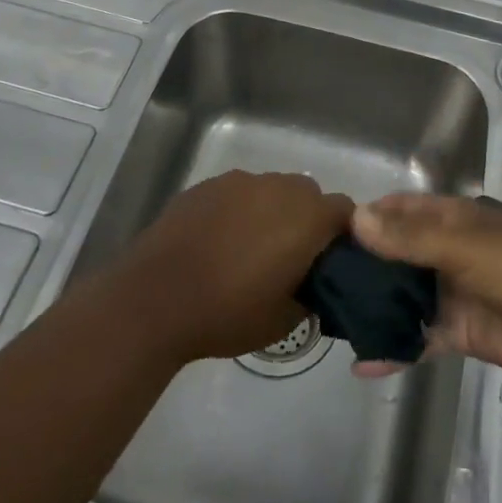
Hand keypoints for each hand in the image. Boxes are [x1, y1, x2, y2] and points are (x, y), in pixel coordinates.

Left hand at [119, 170, 353, 362]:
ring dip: (272, 212)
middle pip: (309, 194)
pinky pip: (238, 193)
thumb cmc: (227, 312)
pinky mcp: (207, 185)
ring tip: (249, 250)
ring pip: (272, 190)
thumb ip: (313, 296)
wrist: (155, 298)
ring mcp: (240, 181)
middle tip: (291, 258)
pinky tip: (219, 242)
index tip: (330, 263)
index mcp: (306, 217)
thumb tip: (316, 286)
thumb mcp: (284, 320)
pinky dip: (239, 211)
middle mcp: (278, 187)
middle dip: (307, 220)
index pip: (345, 211)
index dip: (343, 234)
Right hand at [349, 192, 501, 377]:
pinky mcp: (458, 332)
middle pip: (398, 254)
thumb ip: (407, 238)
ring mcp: (451, 293)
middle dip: (365, 266)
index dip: (370, 217)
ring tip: (333, 321)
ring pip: (404, 297)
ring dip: (376, 307)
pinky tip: (363, 364)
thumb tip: (356, 220)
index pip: (402, 210)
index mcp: (450, 220)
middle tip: (321, 282)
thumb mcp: (458, 245)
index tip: (331, 233)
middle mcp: (446, 252)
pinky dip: (394, 350)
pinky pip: (418, 339)